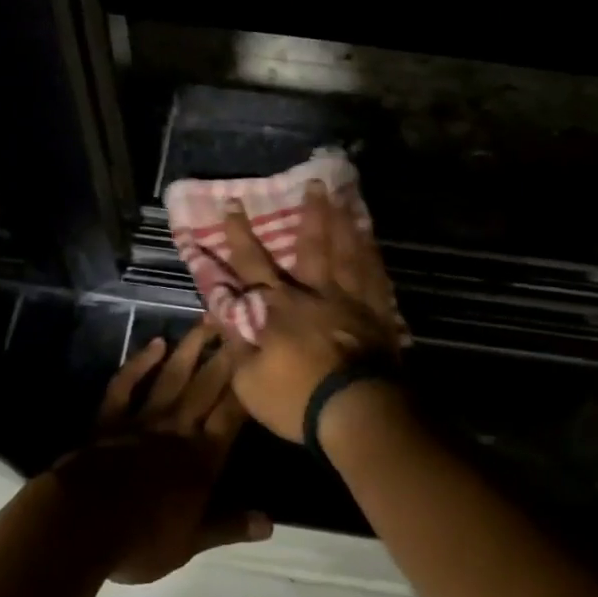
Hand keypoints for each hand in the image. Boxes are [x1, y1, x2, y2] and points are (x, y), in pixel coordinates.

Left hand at [55, 321, 270, 583]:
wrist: (84, 522)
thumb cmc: (143, 537)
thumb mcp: (192, 542)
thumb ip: (230, 525)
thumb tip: (269, 523)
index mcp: (202, 458)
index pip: (232, 415)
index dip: (247, 387)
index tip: (261, 357)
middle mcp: (178, 428)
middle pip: (207, 385)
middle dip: (225, 355)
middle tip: (240, 323)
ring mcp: (144, 417)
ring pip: (173, 375)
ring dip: (190, 347)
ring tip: (206, 320)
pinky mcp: (111, 416)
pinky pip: (128, 383)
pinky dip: (140, 362)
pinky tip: (155, 343)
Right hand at [212, 181, 405, 441]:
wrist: (357, 414)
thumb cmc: (298, 399)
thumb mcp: (248, 381)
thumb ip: (235, 342)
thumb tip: (221, 311)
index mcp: (279, 307)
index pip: (252, 263)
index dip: (239, 234)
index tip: (233, 203)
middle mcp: (315, 293)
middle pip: (312, 245)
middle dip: (311, 213)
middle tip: (315, 182)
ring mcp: (350, 301)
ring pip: (347, 252)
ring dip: (345, 222)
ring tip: (347, 196)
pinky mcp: (377, 315)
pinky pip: (375, 276)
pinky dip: (372, 254)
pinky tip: (372, 239)